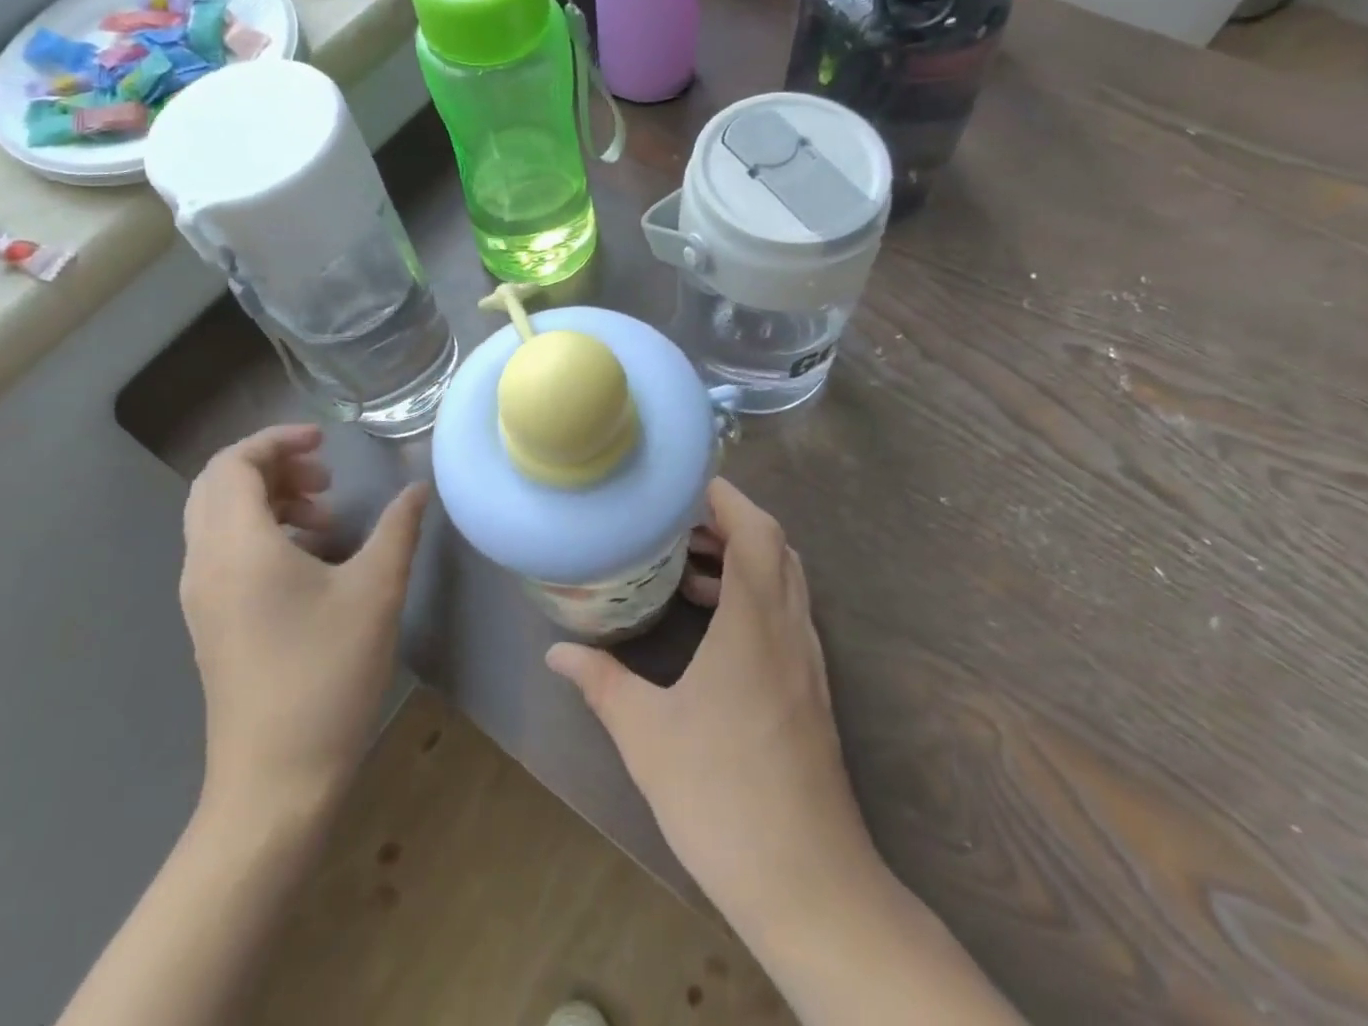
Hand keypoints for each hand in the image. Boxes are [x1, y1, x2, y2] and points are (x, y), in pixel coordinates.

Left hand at [180, 424, 427, 827]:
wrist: (275, 782)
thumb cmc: (326, 674)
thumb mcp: (376, 591)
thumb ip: (398, 528)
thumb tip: (418, 488)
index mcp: (237, 548)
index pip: (233, 464)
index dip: (277, 440)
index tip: (327, 443)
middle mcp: (205, 565)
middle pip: (217, 486)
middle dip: (272, 466)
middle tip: (326, 477)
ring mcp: (203, 598)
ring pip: (218, 519)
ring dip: (268, 499)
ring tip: (327, 517)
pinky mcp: (212, 622)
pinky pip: (224, 551)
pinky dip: (262, 532)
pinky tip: (313, 559)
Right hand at [545, 479, 880, 936]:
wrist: (807, 881)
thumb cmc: (722, 795)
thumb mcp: (646, 735)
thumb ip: (601, 683)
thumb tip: (557, 653)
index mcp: (755, 621)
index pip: (756, 530)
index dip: (727, 497)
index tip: (687, 485)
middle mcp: (789, 628)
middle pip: (775, 546)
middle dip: (731, 523)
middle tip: (679, 525)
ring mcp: (807, 660)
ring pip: (784, 581)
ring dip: (744, 560)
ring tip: (688, 570)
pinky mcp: (811, 690)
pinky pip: (786, 615)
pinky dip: (755, 597)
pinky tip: (714, 628)